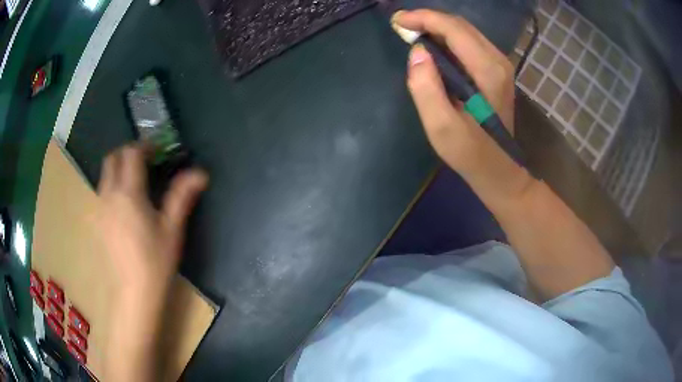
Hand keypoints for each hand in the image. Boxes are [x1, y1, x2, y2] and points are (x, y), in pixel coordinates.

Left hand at [97, 144, 207, 298]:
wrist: (134, 293)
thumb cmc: (155, 261)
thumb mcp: (172, 228)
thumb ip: (182, 196)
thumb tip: (200, 173)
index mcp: (128, 193)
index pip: (131, 154)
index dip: (144, 146)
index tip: (157, 151)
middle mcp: (109, 195)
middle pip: (112, 159)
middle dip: (127, 153)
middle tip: (144, 162)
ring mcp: (100, 209)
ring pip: (104, 175)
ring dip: (119, 169)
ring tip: (136, 183)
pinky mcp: (97, 222)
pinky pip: (102, 192)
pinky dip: (112, 186)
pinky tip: (125, 205)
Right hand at [393, 10, 531, 205]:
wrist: (500, 170)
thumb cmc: (471, 154)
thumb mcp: (442, 128)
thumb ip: (426, 88)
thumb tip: (417, 51)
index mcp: (487, 70)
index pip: (453, 28)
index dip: (423, 18)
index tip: (397, 21)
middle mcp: (497, 61)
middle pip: (460, 25)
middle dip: (428, 19)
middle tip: (400, 25)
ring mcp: (499, 65)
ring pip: (465, 31)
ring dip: (437, 27)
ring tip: (411, 33)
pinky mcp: (496, 71)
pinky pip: (469, 43)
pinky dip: (447, 38)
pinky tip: (432, 46)